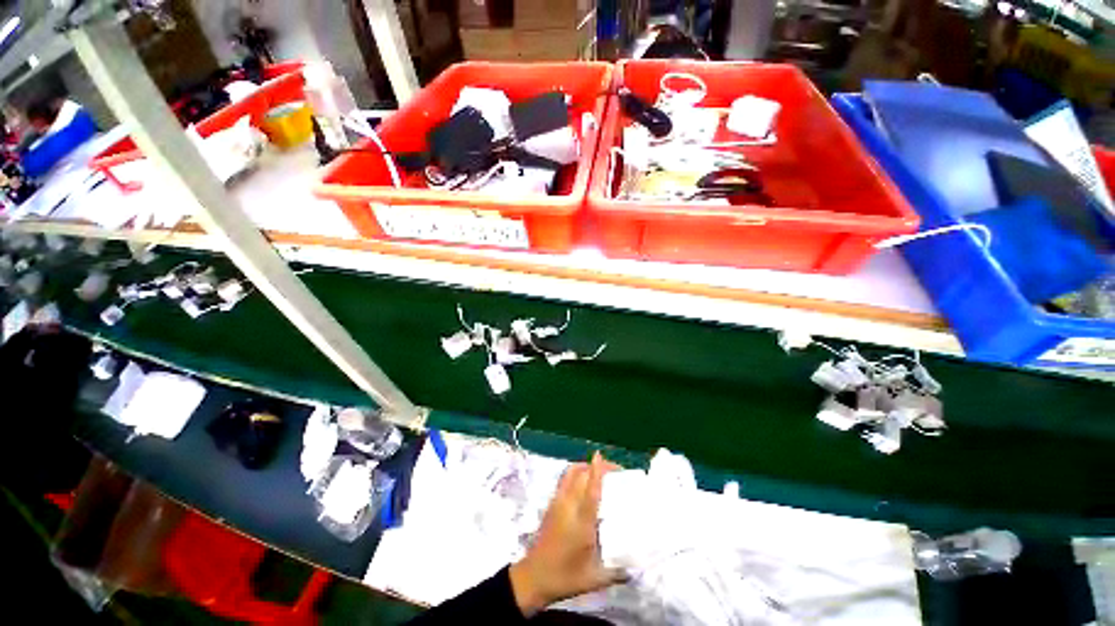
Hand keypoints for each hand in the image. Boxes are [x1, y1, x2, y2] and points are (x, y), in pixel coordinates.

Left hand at [509, 452, 624, 616]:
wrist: (533, 577)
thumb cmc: (565, 578)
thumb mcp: (594, 579)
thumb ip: (617, 572)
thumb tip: (636, 569)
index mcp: (582, 522)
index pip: (591, 490)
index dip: (597, 471)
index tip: (601, 456)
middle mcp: (568, 506)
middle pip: (580, 475)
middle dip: (596, 466)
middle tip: (614, 471)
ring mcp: (557, 503)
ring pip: (570, 474)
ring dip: (585, 467)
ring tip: (599, 472)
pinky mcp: (551, 504)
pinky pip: (564, 480)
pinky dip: (576, 473)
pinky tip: (584, 483)